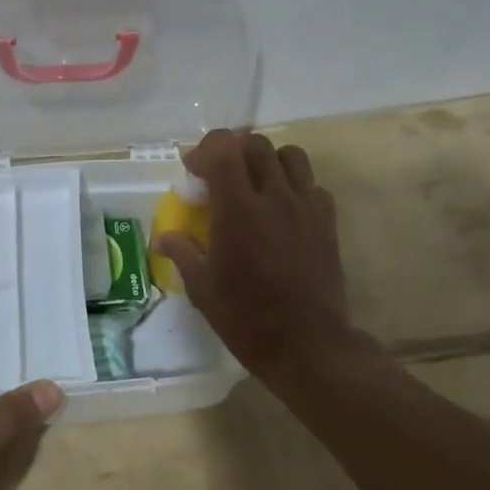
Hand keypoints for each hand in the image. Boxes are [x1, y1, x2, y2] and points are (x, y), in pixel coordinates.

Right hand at [153, 129, 349, 375]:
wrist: (307, 345)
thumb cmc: (247, 318)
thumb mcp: (202, 288)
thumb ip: (182, 252)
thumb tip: (163, 238)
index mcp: (237, 210)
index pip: (223, 148)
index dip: (205, 150)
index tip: (195, 173)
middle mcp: (274, 198)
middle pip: (256, 144)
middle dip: (233, 151)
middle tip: (221, 177)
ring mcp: (305, 207)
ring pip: (290, 155)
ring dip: (267, 161)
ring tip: (256, 185)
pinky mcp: (327, 222)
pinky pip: (312, 185)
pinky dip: (295, 187)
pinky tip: (283, 211)